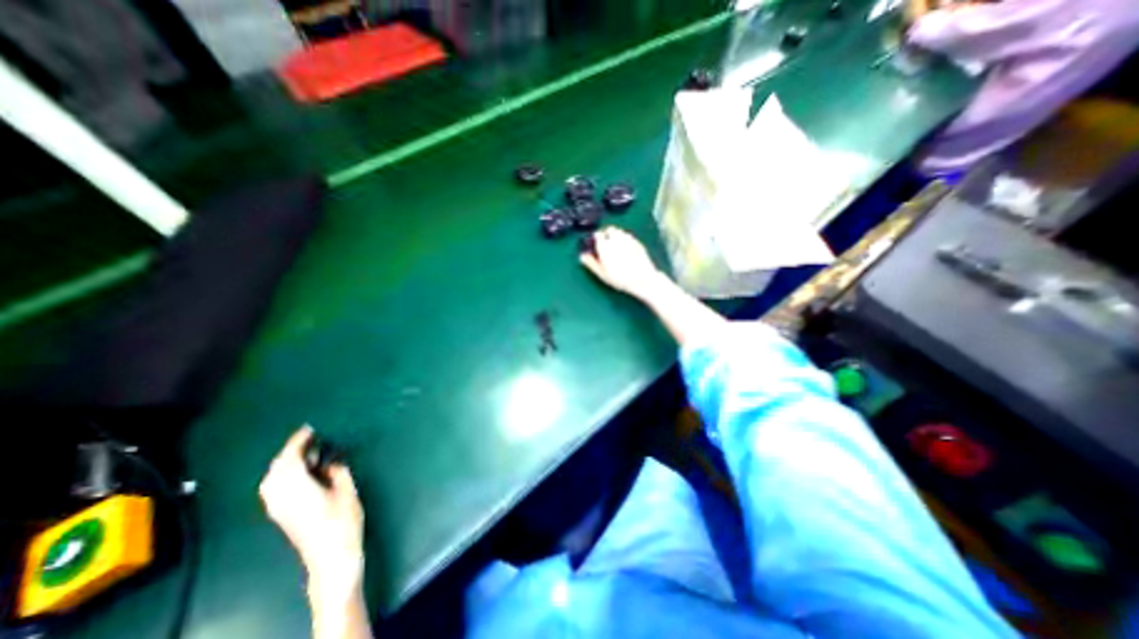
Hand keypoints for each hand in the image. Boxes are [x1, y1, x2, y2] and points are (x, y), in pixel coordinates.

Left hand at [261, 425, 360, 593]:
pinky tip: (300, 471)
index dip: (298, 441)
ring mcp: (277, 507)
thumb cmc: (342, 520)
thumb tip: (330, 459)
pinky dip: (284, 474)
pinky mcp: (280, 514)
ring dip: (286, 462)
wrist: (330, 555)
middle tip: (310, 437)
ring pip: (273, 478)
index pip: (290, 458)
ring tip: (307, 452)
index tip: (310, 428)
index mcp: (296, 486)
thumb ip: (336, 470)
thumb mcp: (346, 489)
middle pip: (277, 468)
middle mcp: (279, 495)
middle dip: (290, 451)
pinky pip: (275, 487)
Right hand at [579, 228, 668, 300]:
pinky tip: (625, 249)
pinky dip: (625, 239)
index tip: (595, 244)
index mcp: (605, 245)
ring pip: (619, 231)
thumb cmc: (621, 278)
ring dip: (616, 235)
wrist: (642, 279)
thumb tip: (582, 256)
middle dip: (606, 234)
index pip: (597, 234)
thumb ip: (591, 263)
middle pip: (609, 230)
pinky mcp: (637, 242)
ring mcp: (628, 239)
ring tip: (615, 246)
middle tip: (605, 244)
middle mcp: (616, 239)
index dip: (596, 238)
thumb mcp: (602, 274)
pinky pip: (629, 236)